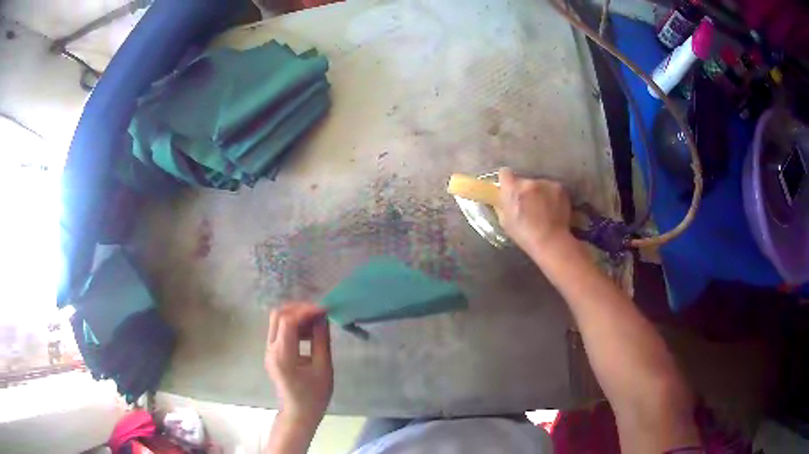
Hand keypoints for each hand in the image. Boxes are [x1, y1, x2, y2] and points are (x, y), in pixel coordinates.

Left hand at [265, 303, 332, 425]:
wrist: (298, 414)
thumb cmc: (314, 396)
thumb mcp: (323, 368)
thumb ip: (321, 341)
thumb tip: (322, 318)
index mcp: (283, 355)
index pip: (288, 321)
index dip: (306, 311)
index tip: (325, 310)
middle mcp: (271, 349)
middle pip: (278, 315)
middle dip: (298, 309)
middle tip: (319, 312)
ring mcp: (269, 351)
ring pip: (277, 321)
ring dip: (296, 316)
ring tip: (317, 322)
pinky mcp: (272, 353)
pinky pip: (279, 331)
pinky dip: (293, 326)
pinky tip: (309, 333)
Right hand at [497, 167, 572, 252]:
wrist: (551, 241)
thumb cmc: (524, 234)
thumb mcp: (505, 221)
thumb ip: (503, 204)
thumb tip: (503, 198)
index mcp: (513, 189)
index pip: (505, 173)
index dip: (506, 180)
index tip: (509, 188)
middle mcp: (529, 182)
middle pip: (524, 180)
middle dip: (525, 190)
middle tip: (528, 204)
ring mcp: (547, 184)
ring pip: (540, 184)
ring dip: (539, 192)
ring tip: (543, 208)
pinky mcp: (560, 188)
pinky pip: (552, 188)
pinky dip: (552, 196)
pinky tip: (554, 209)